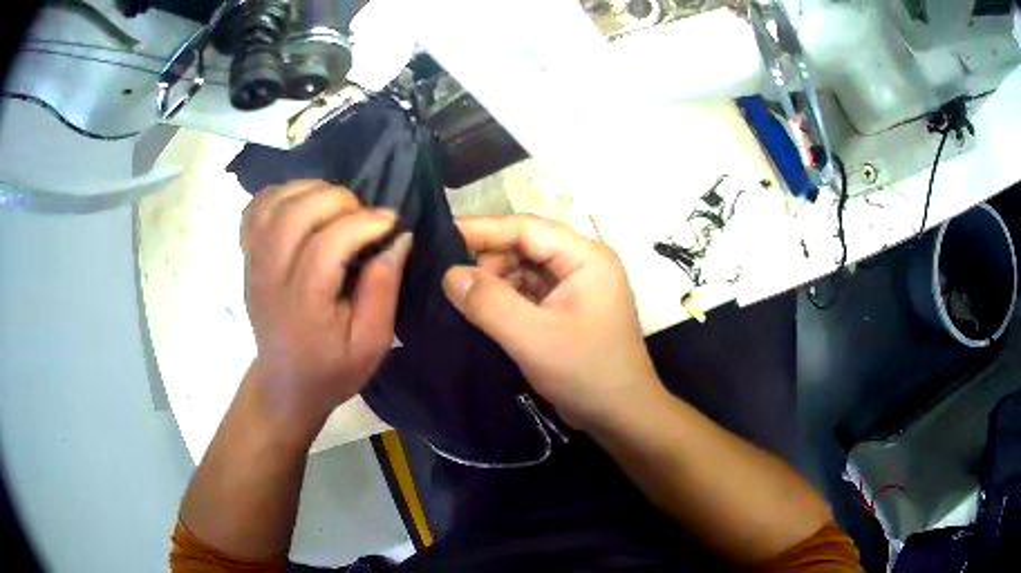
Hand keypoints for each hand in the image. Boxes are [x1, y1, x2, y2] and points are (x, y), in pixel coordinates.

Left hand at [241, 180, 411, 432]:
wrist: (285, 383)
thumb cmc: (333, 368)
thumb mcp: (372, 343)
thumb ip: (384, 290)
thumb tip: (398, 238)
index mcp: (303, 304)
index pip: (327, 244)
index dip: (364, 223)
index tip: (392, 223)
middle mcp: (271, 277)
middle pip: (295, 213)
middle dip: (339, 200)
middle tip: (364, 213)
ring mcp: (254, 263)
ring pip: (275, 203)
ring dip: (311, 190)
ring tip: (338, 205)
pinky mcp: (247, 256)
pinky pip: (256, 207)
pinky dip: (282, 193)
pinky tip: (304, 204)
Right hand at [442, 215, 662, 429]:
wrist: (621, 417)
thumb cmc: (587, 373)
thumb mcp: (534, 338)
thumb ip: (489, 303)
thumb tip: (449, 274)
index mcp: (585, 258)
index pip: (527, 228)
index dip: (482, 229)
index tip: (440, 235)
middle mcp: (581, 265)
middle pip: (524, 247)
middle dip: (486, 260)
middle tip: (444, 278)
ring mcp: (574, 288)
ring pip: (522, 270)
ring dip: (492, 282)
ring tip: (457, 297)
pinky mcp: (565, 311)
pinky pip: (527, 293)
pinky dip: (502, 299)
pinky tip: (477, 311)